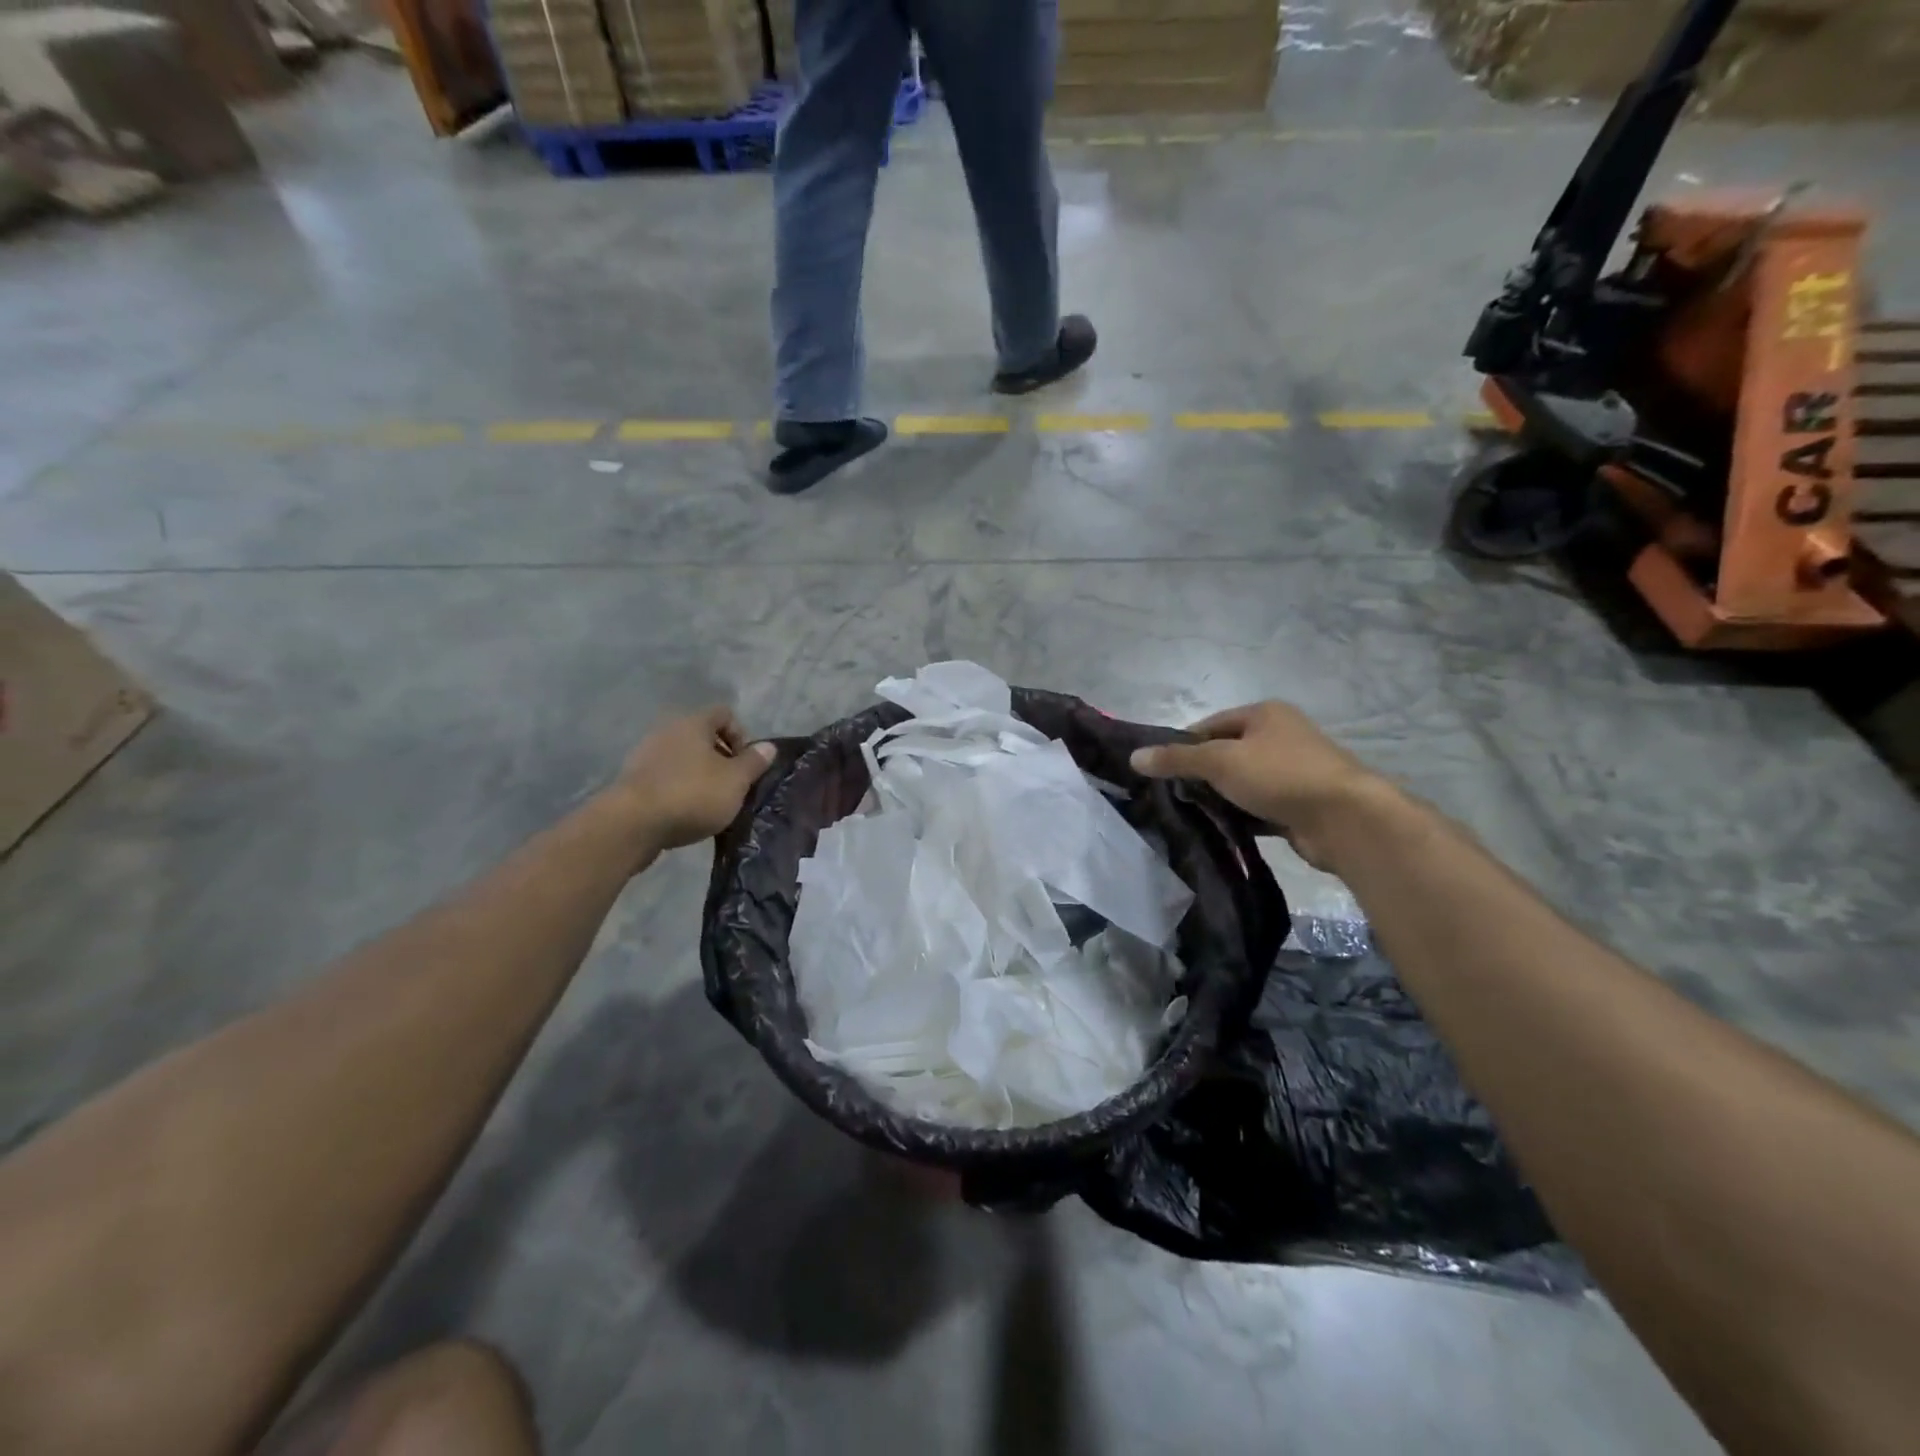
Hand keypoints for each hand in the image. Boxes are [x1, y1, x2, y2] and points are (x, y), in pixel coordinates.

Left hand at [610, 707, 776, 850]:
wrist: (632, 825)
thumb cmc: (692, 794)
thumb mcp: (735, 781)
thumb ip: (754, 762)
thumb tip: (768, 747)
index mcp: (693, 723)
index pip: (725, 714)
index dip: (742, 735)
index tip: (746, 764)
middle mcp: (667, 730)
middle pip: (702, 736)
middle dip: (721, 759)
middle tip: (732, 786)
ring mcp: (645, 755)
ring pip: (683, 758)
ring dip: (700, 775)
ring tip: (711, 803)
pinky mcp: (633, 780)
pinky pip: (665, 777)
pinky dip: (679, 789)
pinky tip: (686, 813)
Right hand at [1130, 702, 1383, 869]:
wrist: (1345, 819)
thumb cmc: (1279, 776)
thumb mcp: (1219, 761)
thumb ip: (1176, 759)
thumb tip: (1134, 757)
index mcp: (1264, 714)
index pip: (1210, 725)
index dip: (1183, 745)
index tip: (1161, 771)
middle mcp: (1280, 737)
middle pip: (1226, 753)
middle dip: (1201, 775)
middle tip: (1173, 796)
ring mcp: (1293, 772)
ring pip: (1242, 783)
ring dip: (1221, 798)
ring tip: (1191, 816)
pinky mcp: (1299, 804)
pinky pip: (1259, 808)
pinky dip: (1241, 817)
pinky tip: (1221, 831)